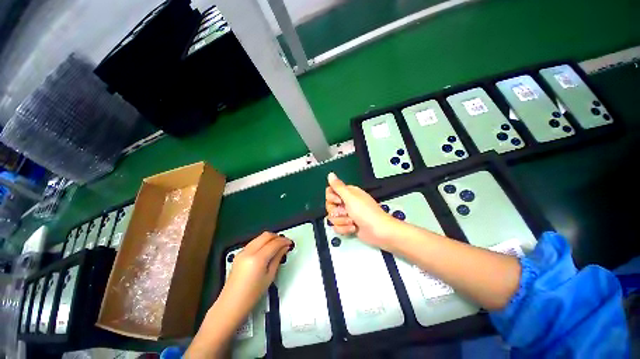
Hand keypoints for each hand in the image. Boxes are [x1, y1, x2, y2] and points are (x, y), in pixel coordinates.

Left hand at [220, 232, 290, 317]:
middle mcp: (248, 252)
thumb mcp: (269, 276)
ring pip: (260, 237)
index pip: (274, 243)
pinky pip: (254, 242)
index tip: (289, 243)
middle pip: (266, 235)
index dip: (284, 241)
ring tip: (277, 245)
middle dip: (277, 237)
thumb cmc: (251, 295)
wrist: (231, 304)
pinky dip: (262, 242)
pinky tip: (267, 248)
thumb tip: (284, 248)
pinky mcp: (239, 254)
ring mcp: (242, 252)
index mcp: (257, 259)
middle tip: (284, 242)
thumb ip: (278, 258)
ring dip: (270, 238)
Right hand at [325, 172, 397, 249]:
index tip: (339, 201)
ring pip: (332, 218)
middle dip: (337, 212)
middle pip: (329, 206)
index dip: (331, 198)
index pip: (330, 192)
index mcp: (348, 193)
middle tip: (347, 212)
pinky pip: (337, 227)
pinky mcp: (347, 225)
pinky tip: (353, 228)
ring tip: (353, 221)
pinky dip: (345, 229)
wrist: (379, 231)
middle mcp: (346, 202)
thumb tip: (330, 174)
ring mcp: (346, 214)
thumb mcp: (350, 197)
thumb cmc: (366, 212)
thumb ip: (338, 186)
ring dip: (342, 221)